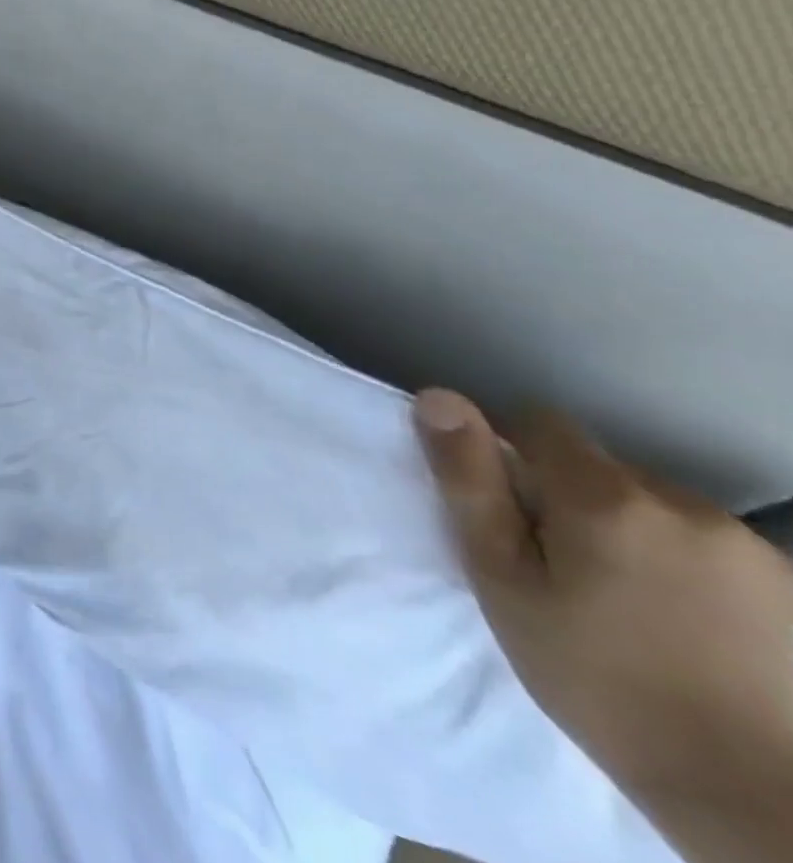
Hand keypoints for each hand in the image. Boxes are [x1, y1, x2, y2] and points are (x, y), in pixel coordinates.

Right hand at [416, 390, 792, 860]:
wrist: (753, 799)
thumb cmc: (595, 677)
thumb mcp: (502, 578)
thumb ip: (470, 481)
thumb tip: (438, 397)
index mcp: (605, 496)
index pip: (540, 422)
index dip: (511, 452)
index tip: (509, 511)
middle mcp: (682, 502)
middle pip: (600, 467)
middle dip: (570, 497)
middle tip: (558, 568)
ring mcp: (748, 546)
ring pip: (654, 505)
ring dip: (628, 529)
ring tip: (623, 600)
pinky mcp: (790, 588)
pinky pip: (705, 543)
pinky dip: (680, 563)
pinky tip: (682, 622)